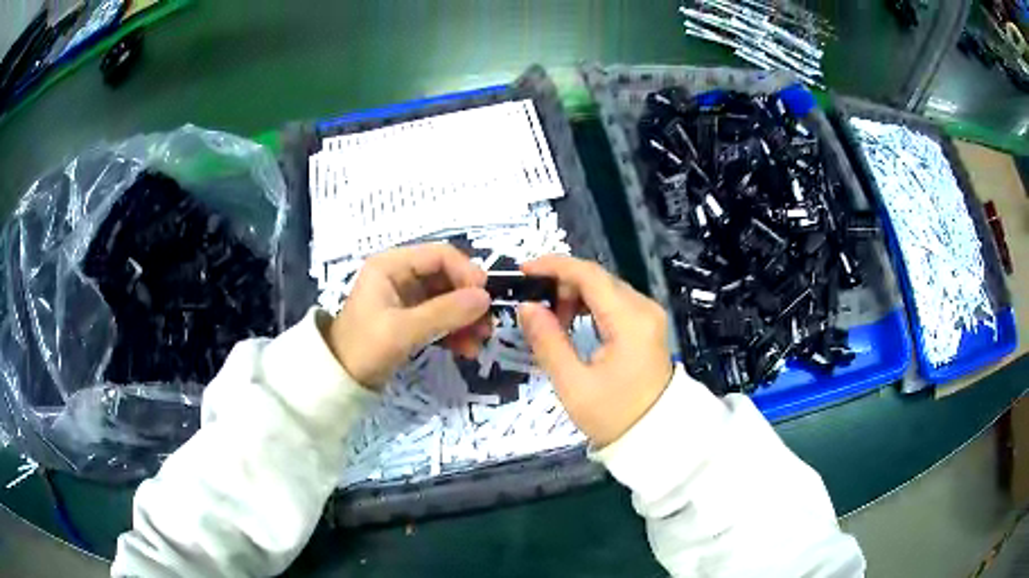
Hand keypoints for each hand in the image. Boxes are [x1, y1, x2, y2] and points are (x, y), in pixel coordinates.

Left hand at [327, 244, 491, 388]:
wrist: (338, 381)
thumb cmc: (364, 348)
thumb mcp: (403, 330)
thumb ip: (445, 312)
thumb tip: (486, 298)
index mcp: (392, 265)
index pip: (440, 255)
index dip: (466, 272)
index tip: (485, 298)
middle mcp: (400, 275)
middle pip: (447, 277)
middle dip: (468, 301)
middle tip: (486, 326)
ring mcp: (406, 298)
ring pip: (447, 299)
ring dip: (465, 319)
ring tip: (478, 342)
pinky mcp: (410, 320)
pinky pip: (440, 318)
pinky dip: (455, 331)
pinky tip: (466, 349)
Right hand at [518, 256, 673, 447]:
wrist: (655, 437)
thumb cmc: (613, 415)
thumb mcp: (573, 384)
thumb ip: (548, 341)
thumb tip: (527, 308)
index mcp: (629, 320)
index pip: (589, 275)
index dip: (554, 266)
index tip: (524, 272)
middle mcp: (644, 308)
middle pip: (598, 278)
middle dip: (562, 283)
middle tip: (535, 307)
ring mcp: (649, 316)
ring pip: (605, 288)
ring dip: (575, 295)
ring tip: (552, 320)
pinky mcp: (647, 326)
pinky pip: (614, 303)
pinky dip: (590, 306)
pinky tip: (573, 322)